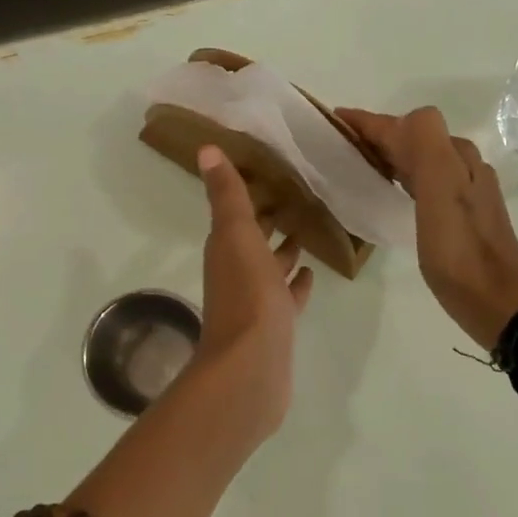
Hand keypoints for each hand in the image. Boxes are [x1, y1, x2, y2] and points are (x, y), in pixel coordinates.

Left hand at [190, 145, 314, 438]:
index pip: (235, 214)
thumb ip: (226, 195)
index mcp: (226, 249)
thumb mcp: (237, 236)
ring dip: (284, 251)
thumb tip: (205, 149)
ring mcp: (256, 302)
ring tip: (309, 230)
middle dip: (270, 220)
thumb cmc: (247, 295)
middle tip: (298, 196)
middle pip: (253, 239)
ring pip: (271, 267)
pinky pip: (287, 296)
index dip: (249, 193)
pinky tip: (312, 273)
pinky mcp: (275, 326)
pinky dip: (296, 283)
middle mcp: (236, 272)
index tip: (272, 171)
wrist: (251, 367)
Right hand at [337, 107, 517, 349]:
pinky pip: (427, 182)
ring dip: (391, 155)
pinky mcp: (464, 217)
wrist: (498, 303)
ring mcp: (467, 193)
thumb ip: (424, 146)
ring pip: (422, 160)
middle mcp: (464, 168)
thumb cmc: (461, 252)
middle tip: (342, 145)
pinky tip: (394, 193)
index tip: (336, 121)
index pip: (409, 125)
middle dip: (379, 135)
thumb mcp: (441, 192)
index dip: (371, 122)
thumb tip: (399, 123)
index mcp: (455, 158)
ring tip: (360, 165)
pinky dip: (404, 177)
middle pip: (416, 138)